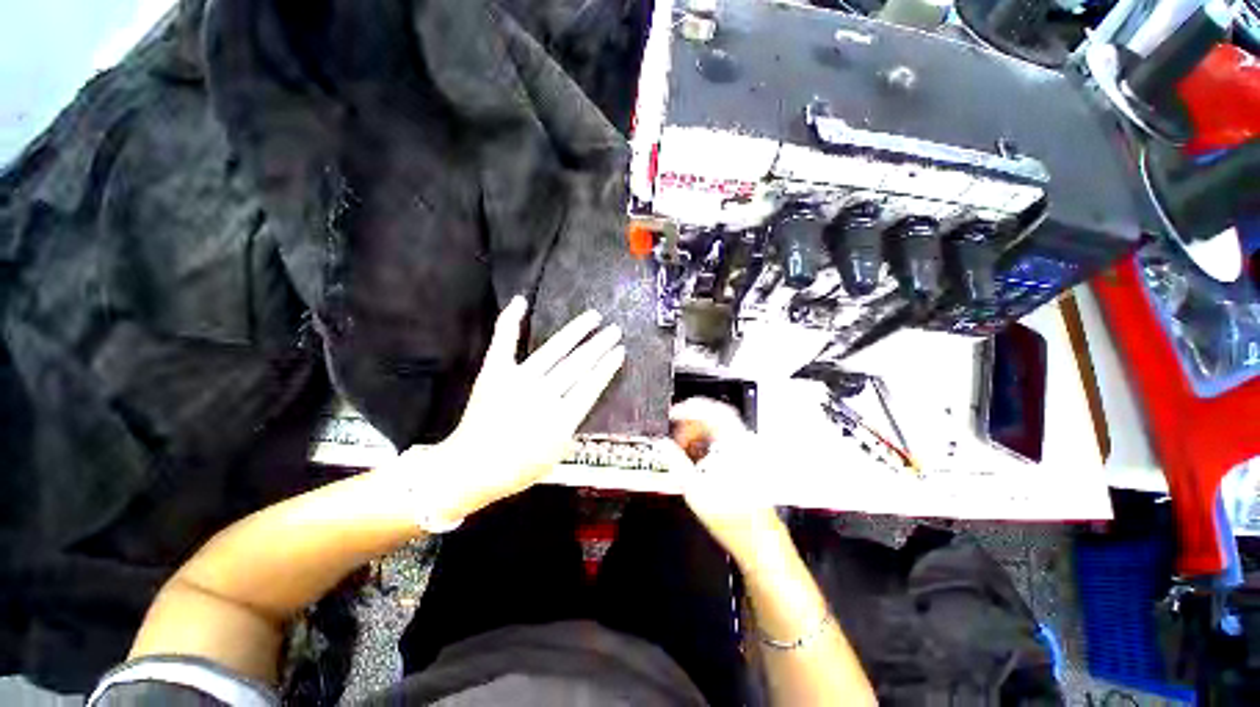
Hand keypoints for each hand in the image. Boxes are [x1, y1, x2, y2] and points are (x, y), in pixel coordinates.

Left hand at [395, 296, 624, 520]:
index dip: (607, 366)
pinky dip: (511, 321)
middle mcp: (545, 394)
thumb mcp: (557, 455)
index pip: (592, 385)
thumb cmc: (517, 469)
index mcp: (562, 419)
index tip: (620, 351)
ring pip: (555, 350)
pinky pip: (505, 342)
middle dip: (600, 345)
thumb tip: (579, 403)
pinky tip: (521, 302)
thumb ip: (572, 427)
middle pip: (579, 364)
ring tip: (594, 317)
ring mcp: (519, 380)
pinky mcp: (495, 372)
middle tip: (615, 330)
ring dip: (577, 332)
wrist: (471, 468)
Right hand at [659, 398, 784, 570]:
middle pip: (716, 417)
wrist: (757, 539)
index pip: (713, 411)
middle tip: (675, 429)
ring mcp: (745, 452)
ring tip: (682, 445)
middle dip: (692, 421)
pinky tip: (696, 455)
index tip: (675, 412)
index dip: (691, 407)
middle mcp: (742, 444)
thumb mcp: (694, 489)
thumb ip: (675, 461)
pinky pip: (723, 441)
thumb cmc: (732, 517)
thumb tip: (662, 444)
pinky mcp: (745, 461)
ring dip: (698, 432)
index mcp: (733, 445)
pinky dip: (707, 442)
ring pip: (719, 429)